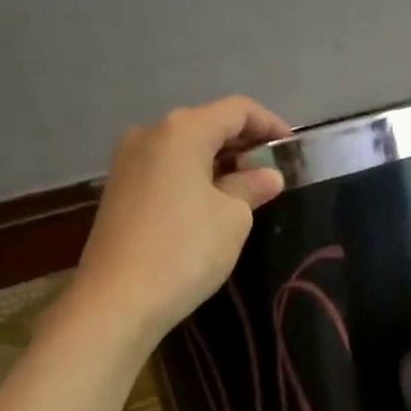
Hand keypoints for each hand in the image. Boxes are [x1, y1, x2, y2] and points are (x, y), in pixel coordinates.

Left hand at [68, 95, 288, 345]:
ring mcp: (127, 161)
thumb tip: (267, 176)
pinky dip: (192, 178)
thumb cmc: (185, 251)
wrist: (117, 300)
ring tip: (245, 191)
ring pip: (183, 149)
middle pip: (206, 125)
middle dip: (242, 145)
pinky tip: (209, 204)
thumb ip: (251, 187)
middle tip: (272, 174)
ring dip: (217, 163)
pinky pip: (165, 170)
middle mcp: (148, 133)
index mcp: (181, 130)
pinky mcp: (117, 190)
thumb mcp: (232, 218)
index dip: (270, 124)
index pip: (237, 110)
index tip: (293, 150)